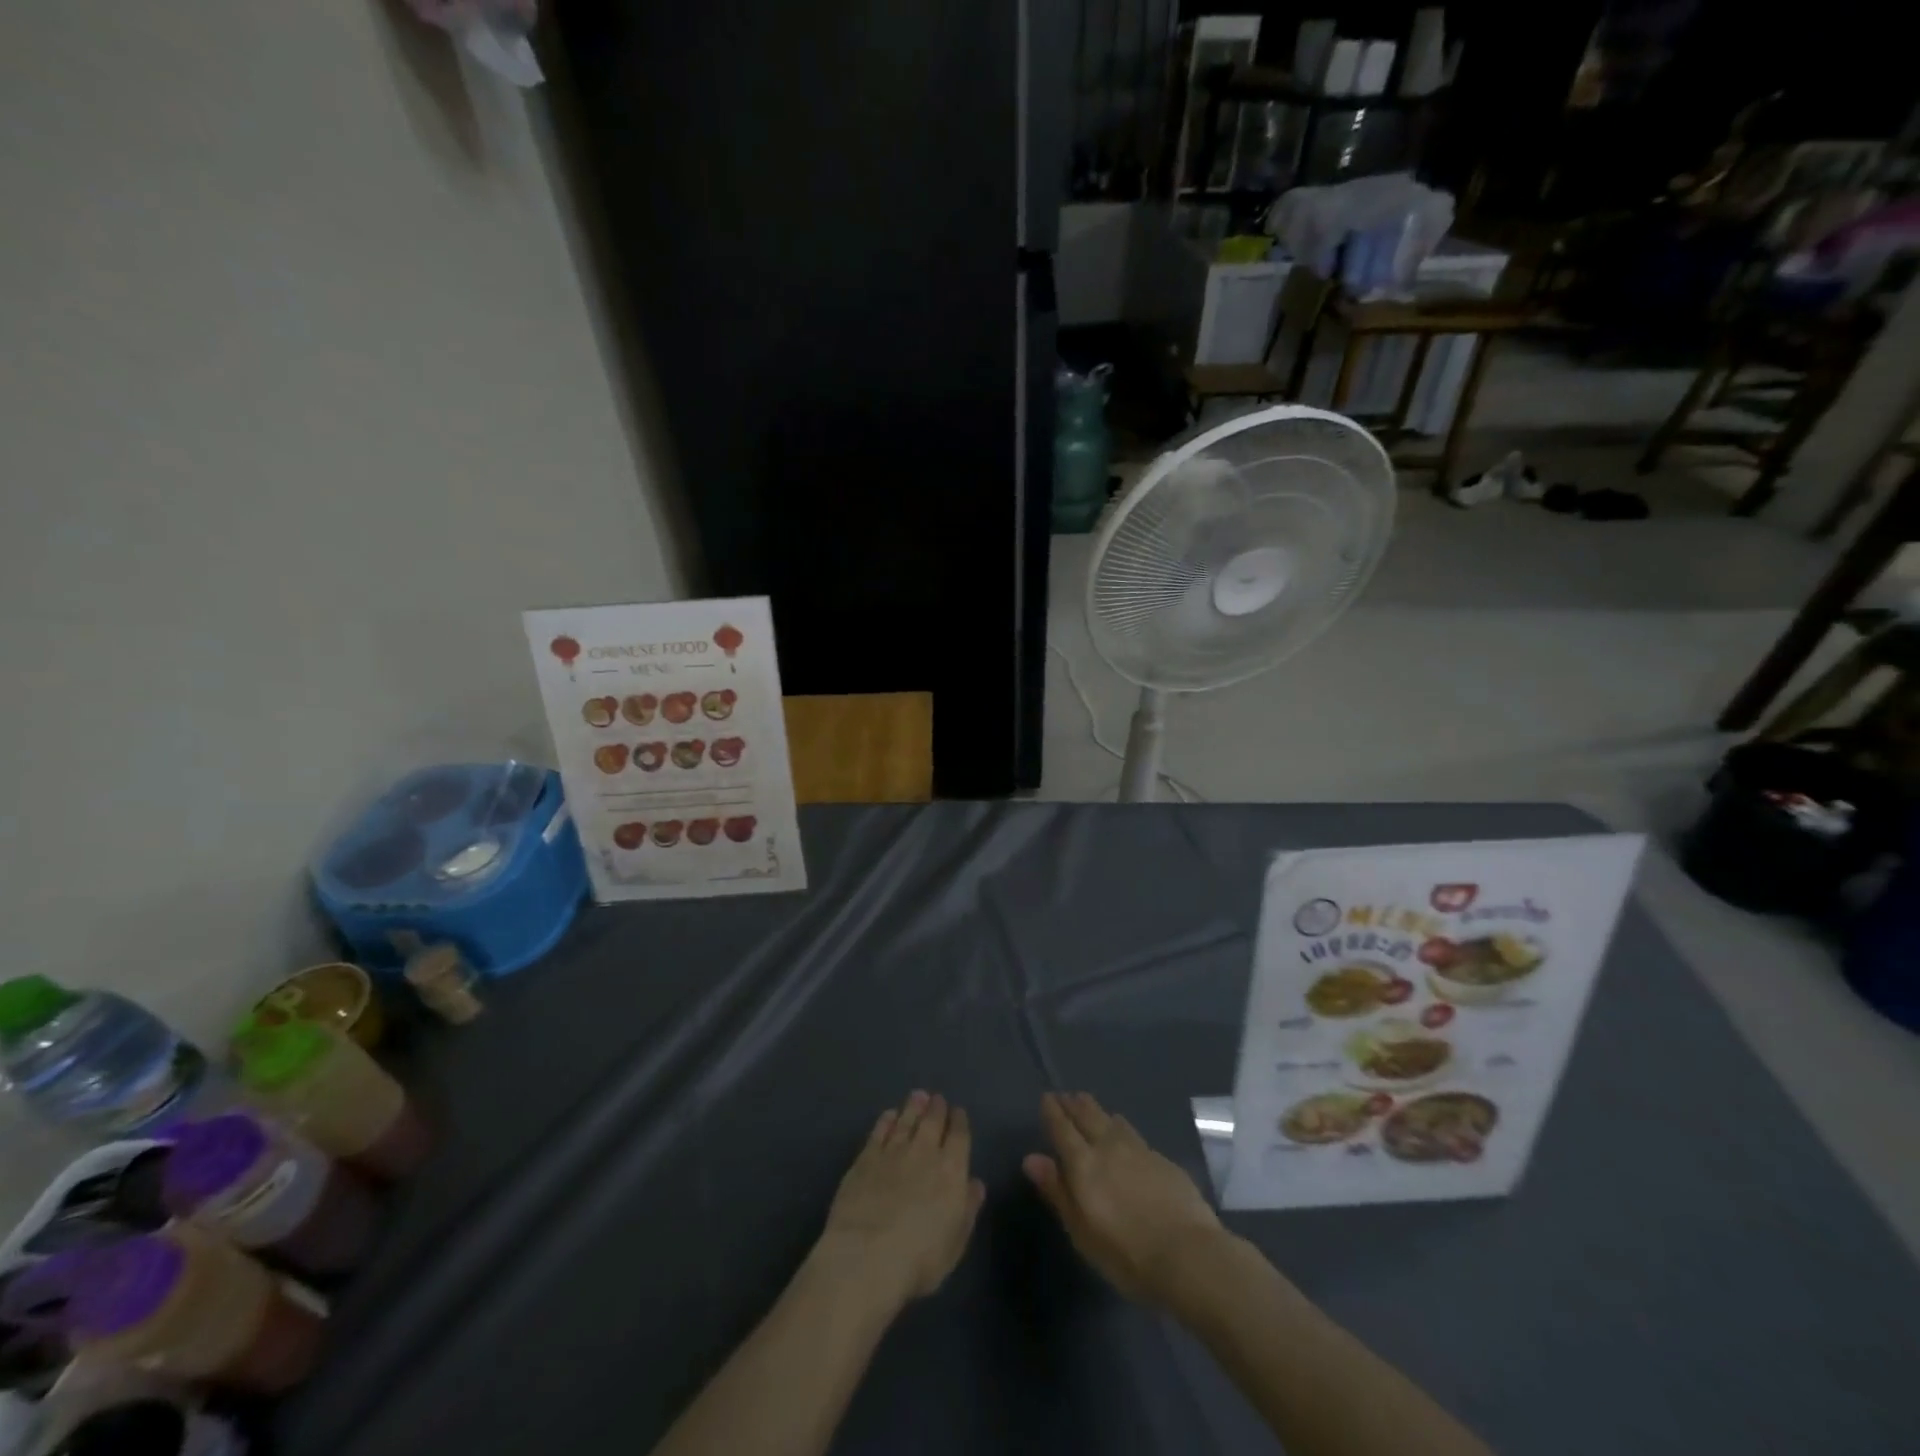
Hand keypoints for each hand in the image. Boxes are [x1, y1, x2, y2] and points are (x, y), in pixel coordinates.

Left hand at [817, 1090, 984, 1309]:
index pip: (959, 1136)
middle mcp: (924, 1152)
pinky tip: (889, 1115)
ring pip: (906, 1120)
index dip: (959, 1122)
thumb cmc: (919, 1259)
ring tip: (917, 1096)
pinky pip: (879, 1131)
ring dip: (913, 1107)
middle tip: (936, 1098)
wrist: (866, 1256)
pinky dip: (886, 1120)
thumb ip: (967, 1209)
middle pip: (932, 1121)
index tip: (958, 1112)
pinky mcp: (865, 1158)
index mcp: (951, 1170)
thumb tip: (975, 1183)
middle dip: (936, 1108)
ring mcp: (892, 1151)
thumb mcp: (955, 1243)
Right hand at [1023, 1091, 1223, 1306]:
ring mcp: (1138, 1149)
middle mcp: (1108, 1146)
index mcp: (1083, 1163)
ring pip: (1111, 1119)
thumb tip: (1031, 1158)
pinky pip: (1133, 1133)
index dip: (1052, 1111)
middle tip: (1065, 1096)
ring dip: (1097, 1110)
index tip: (1046, 1098)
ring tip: (1089, 1106)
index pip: (1062, 1128)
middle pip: (1087, 1115)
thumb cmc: (1127, 1254)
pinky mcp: (1162, 1158)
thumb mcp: (1082, 1232)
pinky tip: (1123, 1134)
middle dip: (1073, 1104)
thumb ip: (1057, 1192)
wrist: (1189, 1255)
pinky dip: (1120, 1127)